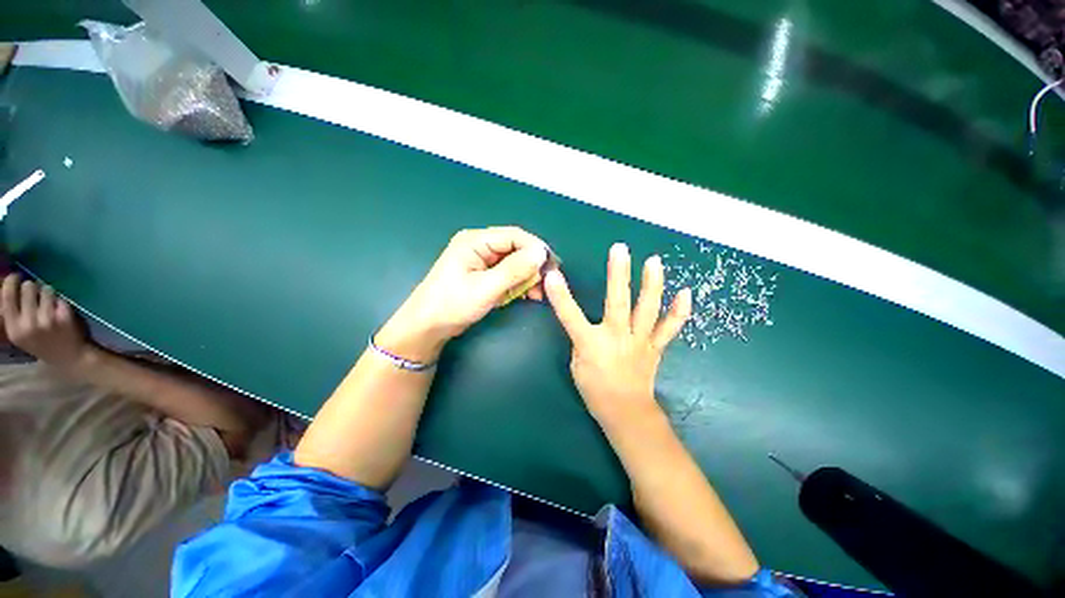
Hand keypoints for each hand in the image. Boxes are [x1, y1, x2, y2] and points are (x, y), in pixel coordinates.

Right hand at [0, 274, 92, 371]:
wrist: (69, 358)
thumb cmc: (41, 343)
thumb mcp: (20, 333)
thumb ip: (13, 314)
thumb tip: (8, 286)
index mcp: (14, 329)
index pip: (6, 297)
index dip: (10, 282)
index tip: (14, 276)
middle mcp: (28, 324)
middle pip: (28, 287)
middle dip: (32, 287)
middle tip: (35, 294)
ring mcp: (47, 320)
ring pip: (46, 289)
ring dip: (48, 293)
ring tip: (49, 305)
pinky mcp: (64, 317)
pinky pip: (60, 298)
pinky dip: (61, 301)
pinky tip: (61, 312)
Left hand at [376, 227, 549, 362]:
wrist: (428, 327)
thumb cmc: (452, 305)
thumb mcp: (486, 288)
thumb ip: (514, 270)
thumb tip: (540, 254)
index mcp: (475, 241)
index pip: (514, 236)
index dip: (535, 248)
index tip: (551, 265)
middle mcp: (480, 246)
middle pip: (515, 248)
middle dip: (532, 266)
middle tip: (546, 283)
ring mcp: (482, 261)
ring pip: (513, 263)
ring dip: (527, 277)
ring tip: (537, 294)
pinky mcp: (484, 275)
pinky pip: (507, 274)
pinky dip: (518, 284)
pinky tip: (528, 295)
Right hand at [544, 243, 690, 425]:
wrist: (625, 413)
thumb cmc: (595, 389)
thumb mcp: (577, 364)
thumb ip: (580, 339)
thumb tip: (584, 321)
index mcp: (590, 344)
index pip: (570, 315)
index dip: (560, 296)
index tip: (552, 275)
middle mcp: (616, 338)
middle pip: (617, 303)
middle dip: (617, 274)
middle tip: (620, 249)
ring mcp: (639, 341)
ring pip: (646, 310)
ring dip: (651, 285)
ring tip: (654, 261)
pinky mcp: (655, 347)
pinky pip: (669, 328)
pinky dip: (679, 311)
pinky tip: (686, 292)